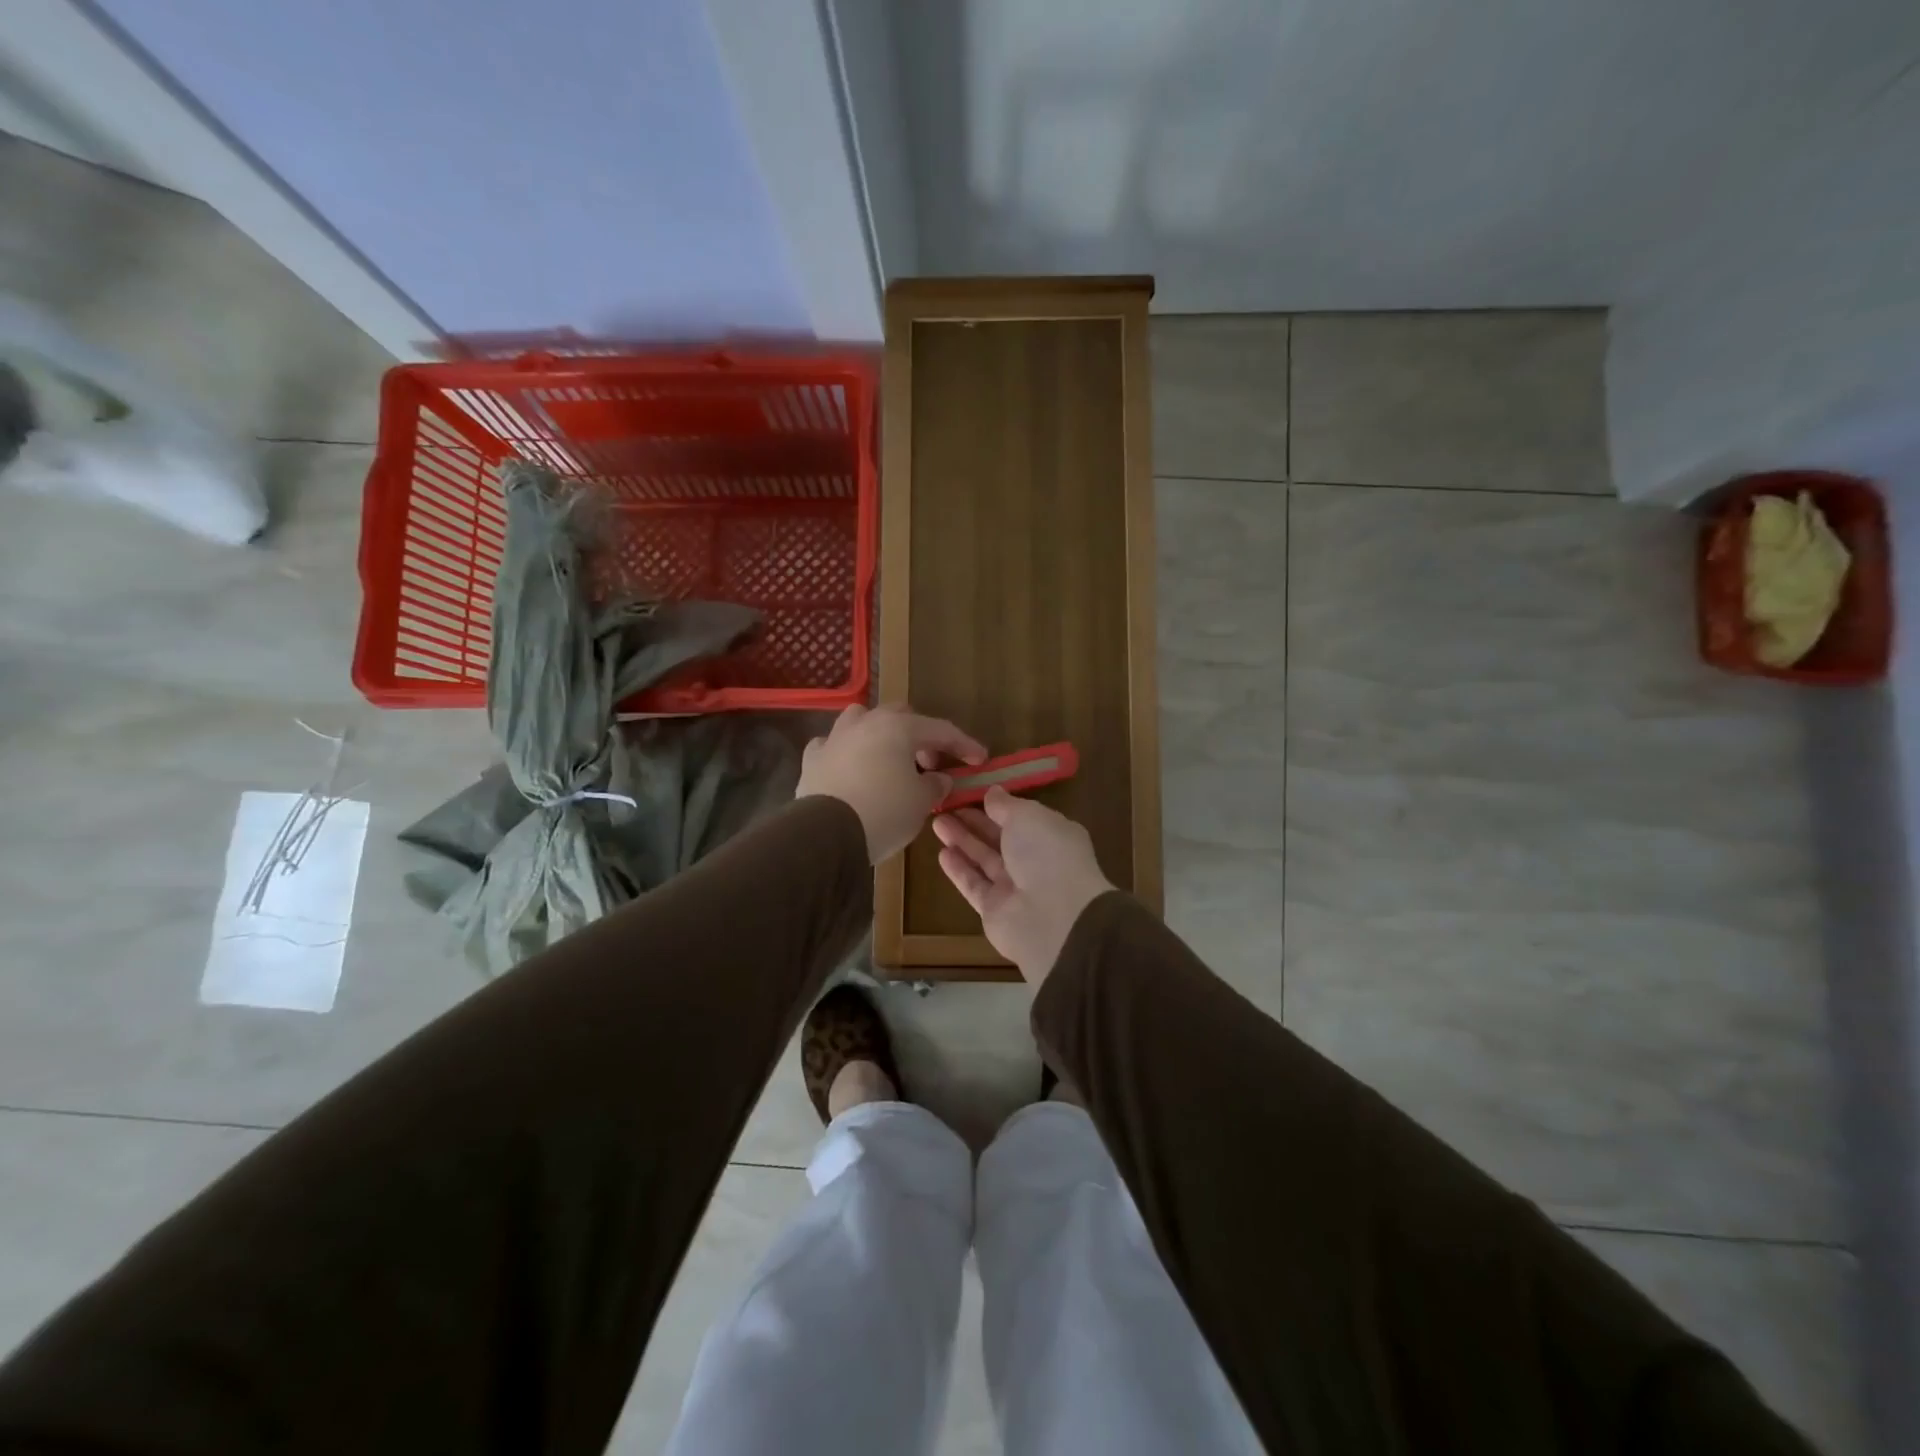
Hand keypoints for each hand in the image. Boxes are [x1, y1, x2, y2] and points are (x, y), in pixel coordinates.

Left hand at [796, 704, 986, 862]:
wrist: (825, 834)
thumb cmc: (884, 812)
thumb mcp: (921, 802)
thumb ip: (935, 785)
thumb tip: (939, 778)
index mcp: (898, 727)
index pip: (941, 730)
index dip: (963, 744)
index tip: (979, 759)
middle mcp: (865, 723)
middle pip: (900, 717)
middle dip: (919, 736)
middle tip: (931, 763)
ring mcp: (834, 738)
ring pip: (861, 721)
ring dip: (879, 734)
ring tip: (889, 759)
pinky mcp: (812, 759)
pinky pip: (833, 746)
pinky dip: (846, 753)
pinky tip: (851, 768)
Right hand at [932, 787, 1114, 981]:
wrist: (1053, 918)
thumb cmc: (1046, 854)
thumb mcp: (1027, 816)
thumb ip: (1006, 805)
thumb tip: (993, 792)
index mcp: (1051, 835)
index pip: (1022, 817)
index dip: (997, 806)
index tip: (971, 792)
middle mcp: (1035, 861)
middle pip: (1000, 838)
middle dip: (974, 822)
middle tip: (945, 806)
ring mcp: (1014, 888)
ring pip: (984, 859)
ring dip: (962, 841)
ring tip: (936, 823)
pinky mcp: (994, 910)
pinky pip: (974, 885)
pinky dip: (959, 869)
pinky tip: (941, 853)